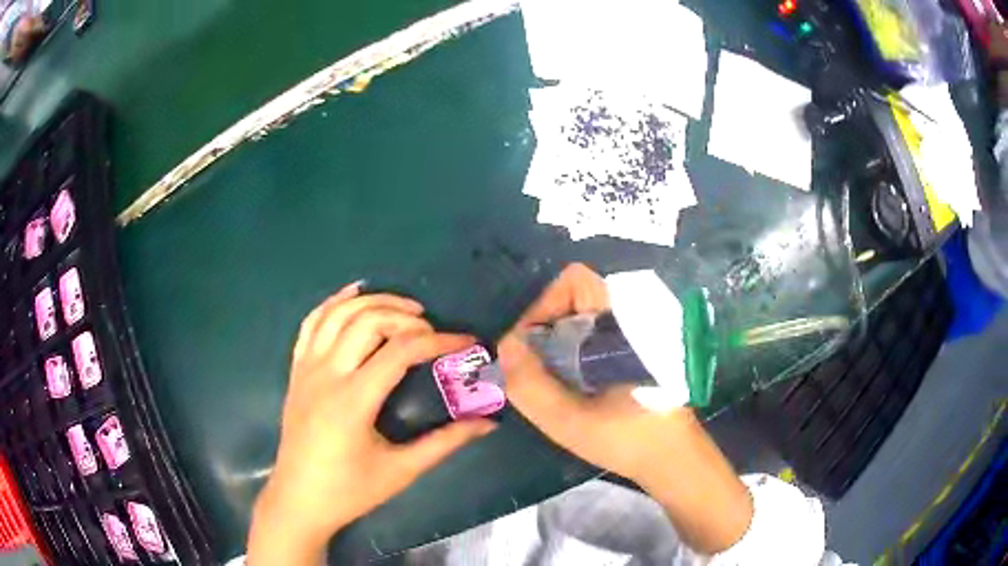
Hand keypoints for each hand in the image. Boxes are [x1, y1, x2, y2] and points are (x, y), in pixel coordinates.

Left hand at [248, 283, 495, 565]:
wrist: (298, 500)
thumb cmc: (349, 490)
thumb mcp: (401, 470)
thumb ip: (446, 443)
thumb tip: (487, 424)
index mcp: (353, 400)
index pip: (401, 351)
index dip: (439, 341)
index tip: (467, 343)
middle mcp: (326, 375)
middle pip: (367, 322)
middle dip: (405, 316)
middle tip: (432, 328)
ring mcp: (306, 369)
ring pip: (337, 314)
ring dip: (372, 302)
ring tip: (403, 308)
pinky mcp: (296, 370)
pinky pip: (311, 324)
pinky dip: (333, 302)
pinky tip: (353, 294)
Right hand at [499, 264, 752, 553]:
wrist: (673, 459)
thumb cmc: (628, 438)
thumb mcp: (569, 420)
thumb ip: (529, 384)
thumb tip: (505, 346)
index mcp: (622, 321)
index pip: (574, 281)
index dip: (543, 305)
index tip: (529, 347)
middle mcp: (630, 316)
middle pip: (574, 300)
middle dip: (545, 330)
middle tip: (533, 369)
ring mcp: (634, 333)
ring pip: (582, 319)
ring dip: (557, 344)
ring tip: (549, 381)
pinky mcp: (634, 352)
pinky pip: (593, 336)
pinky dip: (573, 354)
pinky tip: (571, 388)